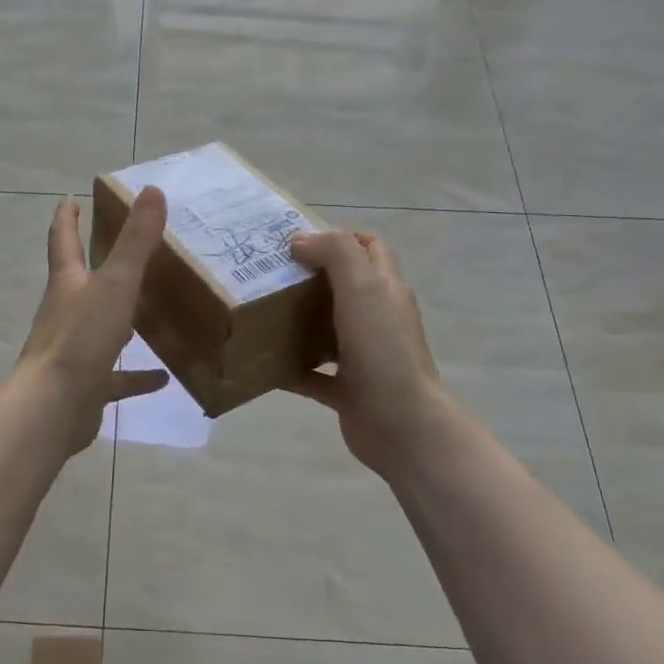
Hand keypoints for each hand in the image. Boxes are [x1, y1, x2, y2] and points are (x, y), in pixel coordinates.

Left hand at [15, 188, 170, 454]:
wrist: (53, 407)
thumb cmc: (81, 339)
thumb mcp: (115, 284)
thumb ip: (135, 242)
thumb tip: (152, 190)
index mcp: (67, 284)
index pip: (63, 241)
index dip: (67, 218)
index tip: (69, 199)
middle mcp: (66, 313)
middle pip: (79, 283)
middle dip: (95, 266)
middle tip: (121, 252)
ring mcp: (74, 351)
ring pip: (99, 329)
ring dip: (121, 321)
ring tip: (150, 313)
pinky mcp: (86, 385)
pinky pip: (115, 377)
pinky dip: (136, 376)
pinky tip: (162, 378)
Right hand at [287, 230, 446, 483]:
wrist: (401, 425)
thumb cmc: (383, 350)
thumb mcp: (363, 288)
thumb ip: (336, 254)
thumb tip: (300, 240)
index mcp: (386, 289)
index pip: (369, 247)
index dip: (339, 237)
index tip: (298, 243)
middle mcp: (377, 319)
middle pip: (344, 286)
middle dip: (309, 277)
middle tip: (270, 274)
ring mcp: (364, 356)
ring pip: (327, 329)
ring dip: (298, 321)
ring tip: (262, 313)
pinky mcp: (348, 390)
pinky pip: (314, 374)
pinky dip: (291, 368)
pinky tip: (265, 365)